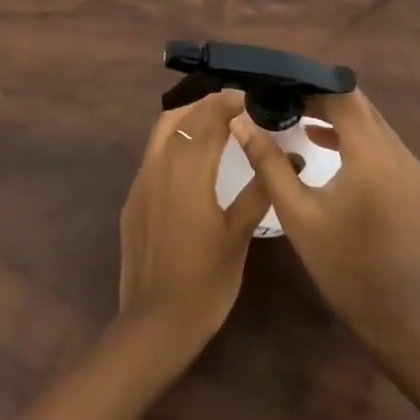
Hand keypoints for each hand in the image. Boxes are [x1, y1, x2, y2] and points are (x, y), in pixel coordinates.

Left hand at [119, 89, 270, 352]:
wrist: (155, 322)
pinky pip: (153, 153)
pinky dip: (173, 140)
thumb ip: (259, 190)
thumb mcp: (239, 236)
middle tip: (237, 106)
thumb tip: (287, 156)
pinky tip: (192, 158)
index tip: (251, 97)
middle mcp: (159, 164)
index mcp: (188, 169)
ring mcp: (141, 180)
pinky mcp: (132, 198)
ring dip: (187, 117)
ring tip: (215, 122)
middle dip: (208, 104)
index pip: (208, 118)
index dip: (229, 102)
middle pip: (182, 117)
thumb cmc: (206, 282)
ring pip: (161, 130)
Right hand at [231, 88, 419, 347]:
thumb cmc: (342, 265)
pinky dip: (353, 135)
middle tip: (281, 100)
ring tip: (295, 118)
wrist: (399, 318)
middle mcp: (398, 152)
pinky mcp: (414, 183)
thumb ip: (268, 162)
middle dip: (321, 97)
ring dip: (337, 115)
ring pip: (371, 122)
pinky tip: (322, 144)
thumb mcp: (297, 213)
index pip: (342, 96)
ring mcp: (411, 167)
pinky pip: (381, 142)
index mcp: (371, 155)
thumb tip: (241, 122)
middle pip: (359, 104)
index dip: (310, 86)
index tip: (278, 87)